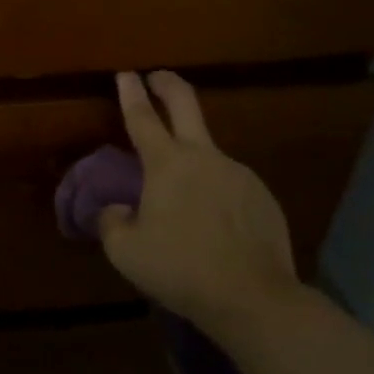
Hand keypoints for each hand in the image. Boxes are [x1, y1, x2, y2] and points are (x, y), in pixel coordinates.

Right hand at [99, 71, 299, 335]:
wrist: (254, 299)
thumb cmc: (180, 268)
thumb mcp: (125, 250)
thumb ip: (111, 221)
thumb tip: (116, 209)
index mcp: (167, 164)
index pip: (142, 118)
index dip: (130, 93)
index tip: (126, 74)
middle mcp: (204, 158)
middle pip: (186, 105)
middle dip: (168, 85)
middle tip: (157, 76)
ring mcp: (239, 175)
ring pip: (208, 154)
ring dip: (190, 160)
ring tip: (179, 197)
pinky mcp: (262, 198)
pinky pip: (229, 185)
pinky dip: (214, 193)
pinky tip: (211, 224)